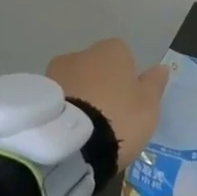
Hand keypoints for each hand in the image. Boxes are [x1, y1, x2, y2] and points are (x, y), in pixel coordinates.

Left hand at [47, 39, 168, 169]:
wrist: (71, 145)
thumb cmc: (119, 118)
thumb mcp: (149, 105)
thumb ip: (154, 84)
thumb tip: (161, 68)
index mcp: (112, 50)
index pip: (123, 57)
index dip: (125, 79)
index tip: (127, 102)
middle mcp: (81, 54)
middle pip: (94, 68)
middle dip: (98, 86)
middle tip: (105, 117)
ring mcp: (54, 73)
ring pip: (72, 83)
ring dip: (77, 98)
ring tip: (83, 131)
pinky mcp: (35, 97)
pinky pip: (55, 101)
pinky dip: (60, 112)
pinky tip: (66, 135)